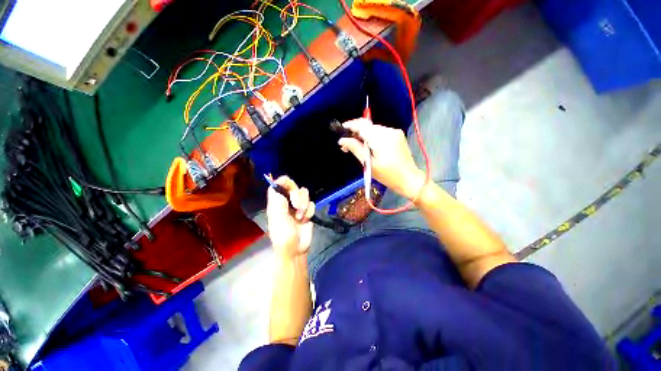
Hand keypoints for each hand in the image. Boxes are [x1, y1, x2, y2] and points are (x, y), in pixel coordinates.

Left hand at [266, 176, 315, 257]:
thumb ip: (278, 201)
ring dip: (304, 205)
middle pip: (294, 186)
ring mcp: (298, 206)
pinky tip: (305, 220)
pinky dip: (309, 211)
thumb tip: (277, 184)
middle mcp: (287, 202)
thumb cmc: (283, 235)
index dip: (284, 182)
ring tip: (300, 217)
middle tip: (296, 206)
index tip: (290, 188)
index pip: (278, 185)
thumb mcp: (278, 218)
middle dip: (297, 196)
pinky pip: (311, 203)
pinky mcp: (307, 211)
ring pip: (304, 193)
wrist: (296, 249)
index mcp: (276, 202)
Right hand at [339, 118, 424, 198]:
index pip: (362, 126)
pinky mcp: (397, 136)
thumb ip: (355, 149)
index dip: (350, 126)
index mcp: (381, 139)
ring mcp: (395, 132)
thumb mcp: (369, 164)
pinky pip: (380, 133)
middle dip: (355, 133)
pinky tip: (368, 147)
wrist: (409, 179)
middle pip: (367, 126)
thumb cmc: (388, 175)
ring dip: (363, 136)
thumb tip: (342, 140)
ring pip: (373, 129)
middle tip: (346, 145)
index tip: (341, 129)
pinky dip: (372, 137)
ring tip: (356, 148)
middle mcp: (389, 131)